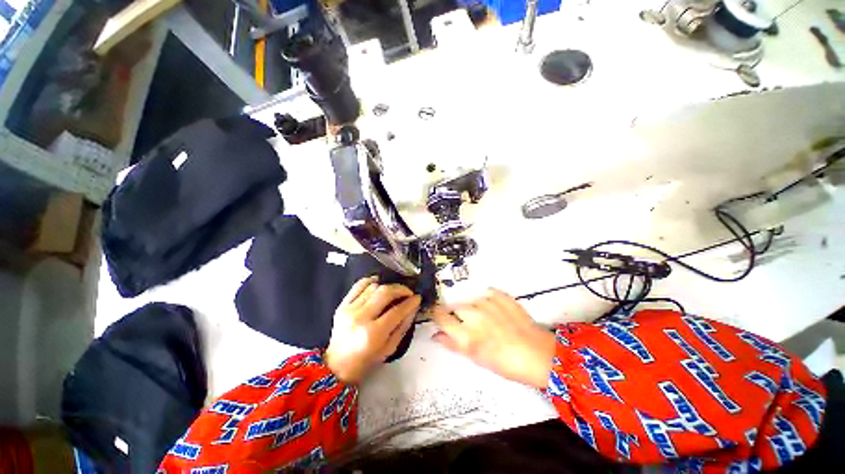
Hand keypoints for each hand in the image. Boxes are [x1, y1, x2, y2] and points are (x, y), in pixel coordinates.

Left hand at [325, 277, 420, 383]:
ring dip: (388, 287)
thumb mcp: (390, 348)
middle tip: (408, 292)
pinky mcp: (342, 304)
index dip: (410, 302)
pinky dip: (371, 281)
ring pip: (373, 287)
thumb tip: (413, 306)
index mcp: (373, 334)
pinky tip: (378, 284)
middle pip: (385, 293)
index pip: (397, 311)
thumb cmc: (367, 359)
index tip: (417, 298)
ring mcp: (350, 309)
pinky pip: (359, 285)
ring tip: (394, 292)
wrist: (338, 364)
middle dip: (401, 289)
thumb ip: (403, 326)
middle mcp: (361, 318)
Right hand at [431, 289, 555, 388]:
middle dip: (458, 314)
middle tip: (471, 325)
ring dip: (474, 308)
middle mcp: (473, 315)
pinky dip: (488, 301)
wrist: (538, 354)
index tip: (440, 316)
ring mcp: (487, 303)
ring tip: (488, 319)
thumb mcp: (476, 357)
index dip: (438, 315)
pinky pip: (486, 294)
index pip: (440, 316)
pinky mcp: (500, 295)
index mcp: (465, 335)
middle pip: (455, 307)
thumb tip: (436, 334)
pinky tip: (496, 310)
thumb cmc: (505, 363)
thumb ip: (452, 344)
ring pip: (471, 301)